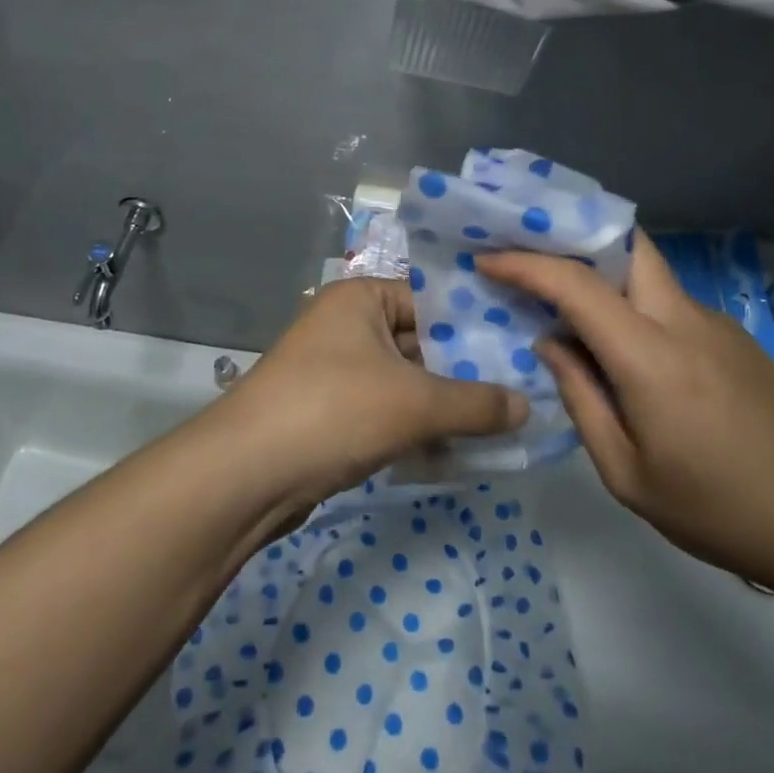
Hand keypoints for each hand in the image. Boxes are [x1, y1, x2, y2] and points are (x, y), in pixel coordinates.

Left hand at [220, 278, 530, 505]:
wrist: (245, 474)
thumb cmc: (334, 410)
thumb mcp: (414, 403)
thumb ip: (475, 403)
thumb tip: (527, 407)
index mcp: (361, 298)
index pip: (432, 299)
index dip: (476, 324)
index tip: (522, 345)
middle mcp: (347, 325)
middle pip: (421, 342)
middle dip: (465, 371)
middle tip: (523, 389)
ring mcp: (337, 370)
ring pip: (406, 381)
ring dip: (445, 405)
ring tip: (502, 424)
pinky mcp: (331, 413)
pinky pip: (387, 411)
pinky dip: (418, 428)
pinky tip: (458, 451)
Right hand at [480, 233, 773, 596]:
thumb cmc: (718, 509)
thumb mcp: (627, 473)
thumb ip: (581, 398)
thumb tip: (551, 343)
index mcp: (651, 356)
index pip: (577, 284)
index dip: (525, 264)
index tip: (487, 259)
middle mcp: (683, 320)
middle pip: (626, 244)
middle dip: (573, 238)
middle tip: (529, 257)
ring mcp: (714, 323)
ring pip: (646, 270)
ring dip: (601, 271)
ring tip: (561, 299)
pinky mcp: (731, 337)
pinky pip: (666, 300)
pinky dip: (631, 302)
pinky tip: (618, 344)